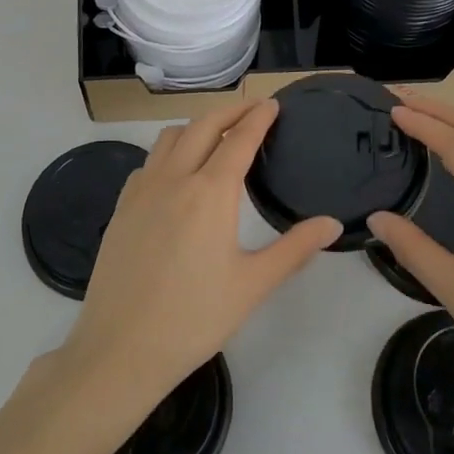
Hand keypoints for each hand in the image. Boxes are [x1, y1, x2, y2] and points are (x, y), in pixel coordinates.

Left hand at [58, 100, 341, 415]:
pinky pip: (148, 162)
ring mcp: (142, 190)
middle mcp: (174, 178)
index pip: (239, 139)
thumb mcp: (253, 285)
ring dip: (197, 126)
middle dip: (230, 111)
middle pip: (203, 126)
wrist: (120, 349)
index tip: (272, 104)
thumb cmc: (194, 318)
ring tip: (216, 135)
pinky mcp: (121, 207)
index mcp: (210, 192)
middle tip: (252, 108)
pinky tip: (176, 173)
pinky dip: (169, 151)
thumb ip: (294, 249)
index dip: (258, 118)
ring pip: (170, 137)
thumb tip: (332, 223)